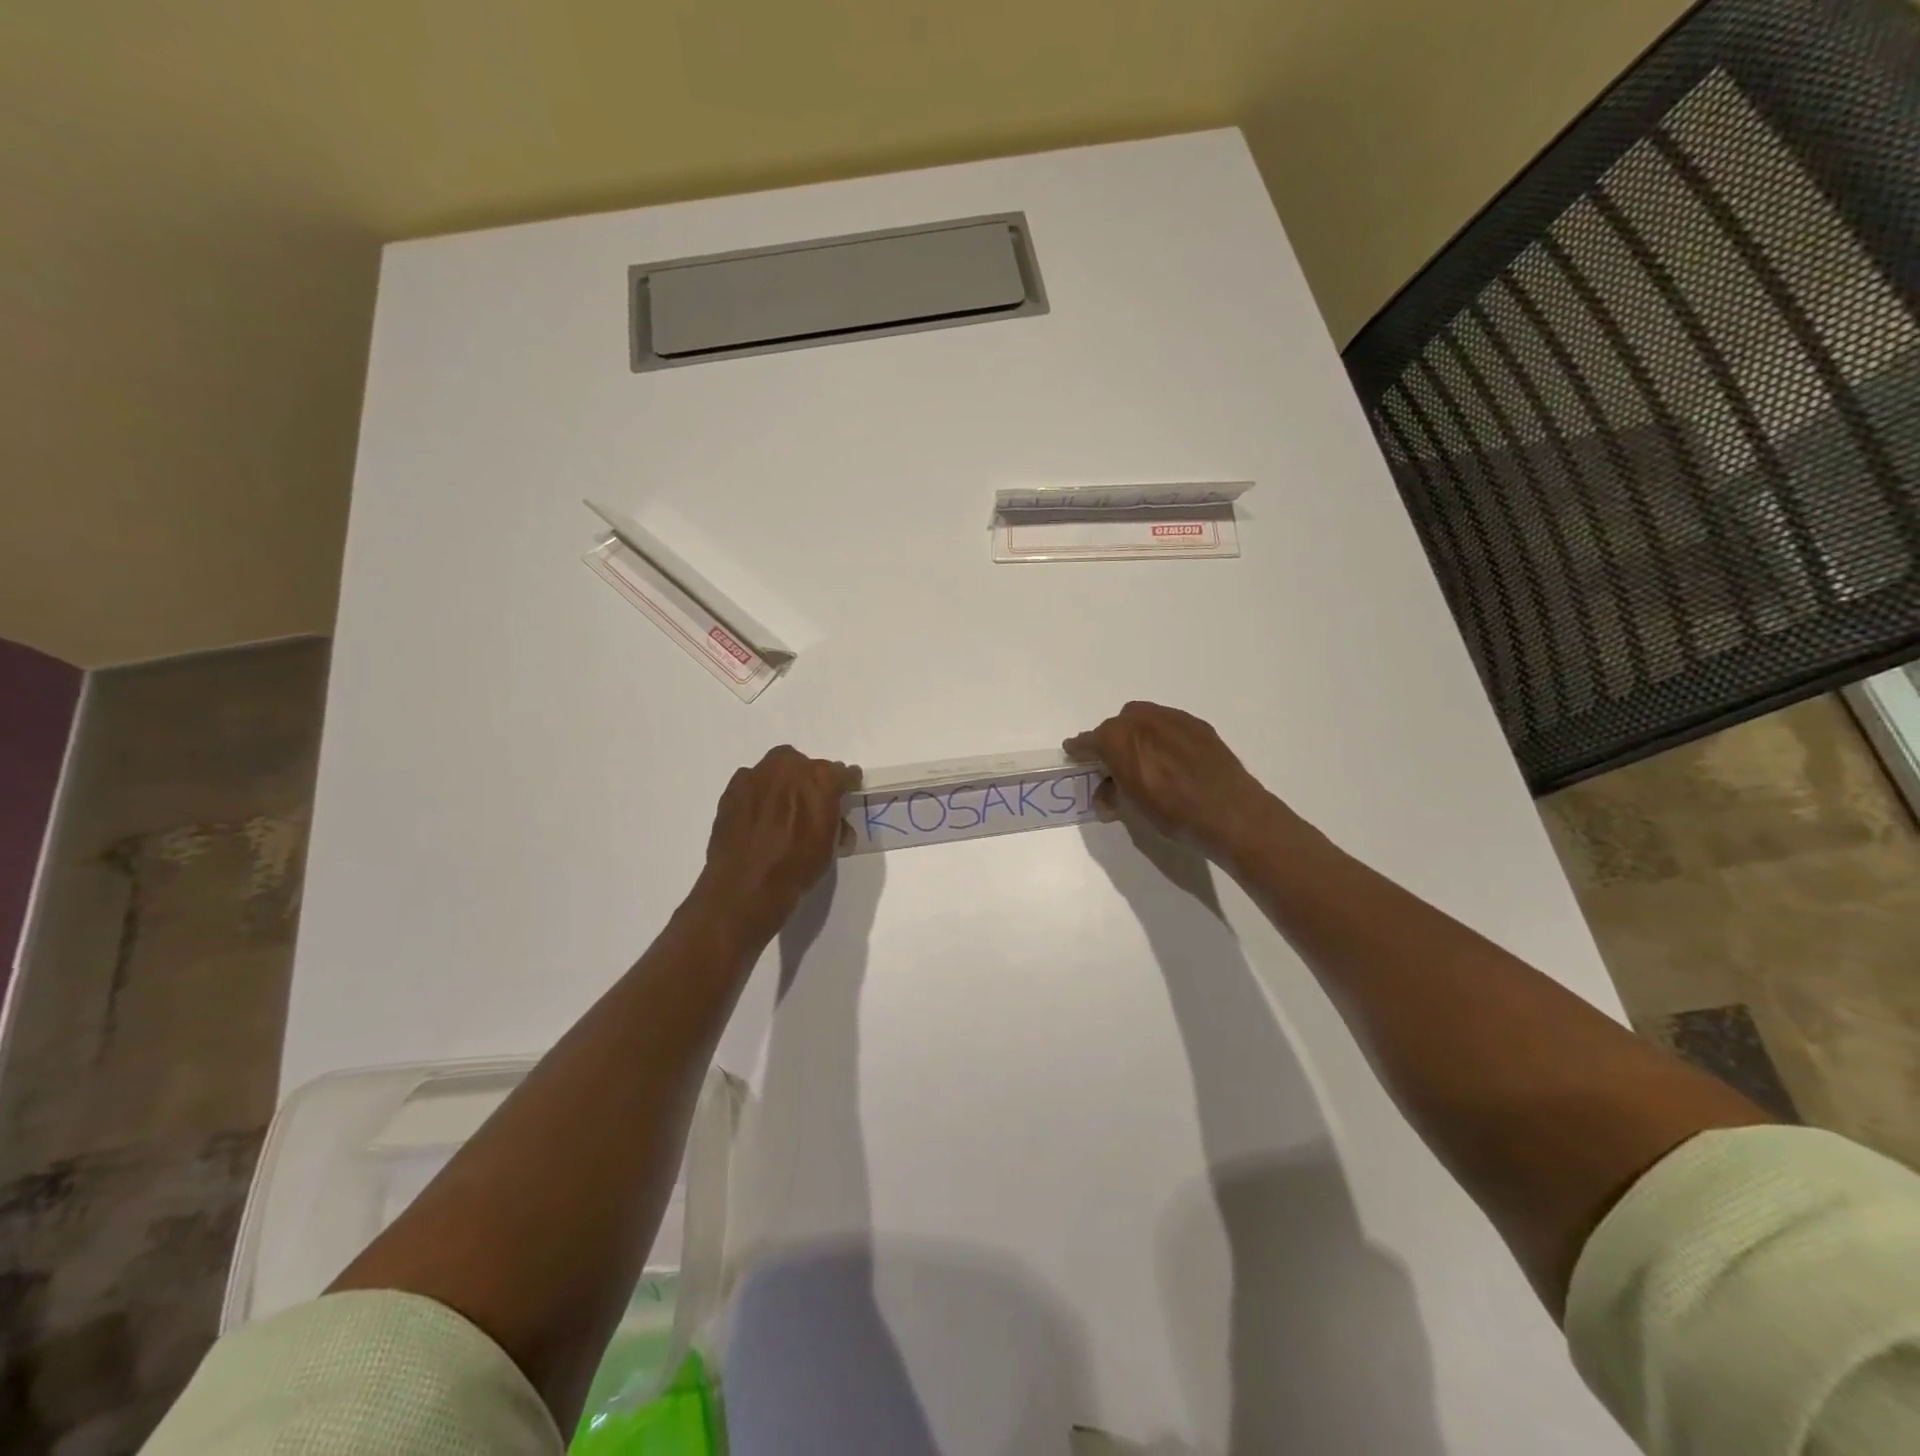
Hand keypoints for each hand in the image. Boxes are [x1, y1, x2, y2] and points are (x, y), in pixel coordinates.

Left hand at [698, 746, 860, 938]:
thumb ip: (835, 821)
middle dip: (811, 780)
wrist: (746, 886)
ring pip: (777, 768)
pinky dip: (759, 792)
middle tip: (810, 803)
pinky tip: (758, 814)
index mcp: (821, 780)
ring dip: (783, 782)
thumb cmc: (796, 868)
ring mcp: (758, 775)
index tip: (847, 792)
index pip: (842, 773)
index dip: (846, 783)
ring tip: (781, 808)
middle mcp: (790, 768)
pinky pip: (753, 782)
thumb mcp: (829, 846)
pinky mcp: (733, 787)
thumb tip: (836, 818)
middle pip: (807, 765)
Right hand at [1065, 702, 1288, 861]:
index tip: (1073, 752)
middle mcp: (1140, 720)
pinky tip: (1173, 758)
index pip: (1089, 741)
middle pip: (1116, 726)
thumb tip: (1105, 796)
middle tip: (1116, 765)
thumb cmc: (1173, 813)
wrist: (1230, 811)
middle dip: (1111, 741)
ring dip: (1137, 735)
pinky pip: (1168, 723)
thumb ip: (1114, 794)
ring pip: (1143, 719)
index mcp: (1117, 739)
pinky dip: (1162, 736)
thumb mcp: (1134, 809)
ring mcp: (1171, 718)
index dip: (1080, 749)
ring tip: (1146, 759)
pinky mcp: (1197, 724)